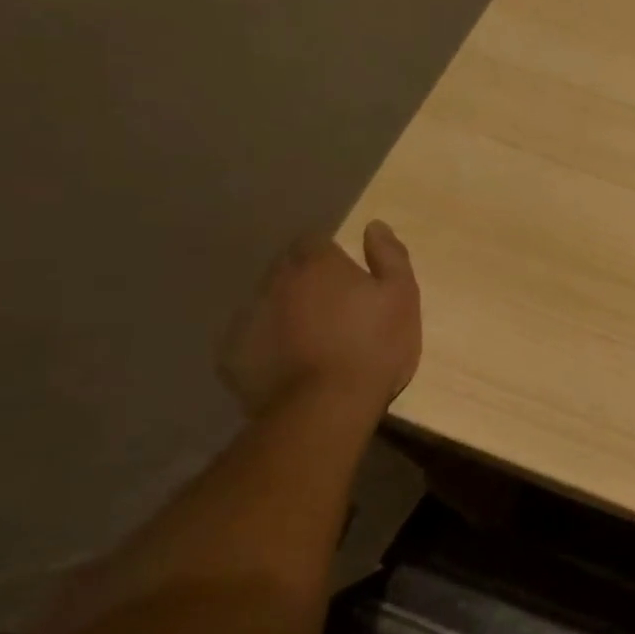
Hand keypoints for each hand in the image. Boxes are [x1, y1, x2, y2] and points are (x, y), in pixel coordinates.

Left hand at [218, 221, 421, 417]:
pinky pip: (249, 341)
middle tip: (331, 311)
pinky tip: (286, 365)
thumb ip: (390, 256)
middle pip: (287, 271)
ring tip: (308, 342)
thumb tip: (374, 226)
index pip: (315, 241)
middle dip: (304, 283)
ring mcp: (247, 317)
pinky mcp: (232, 355)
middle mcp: (274, 281)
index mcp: (316, 263)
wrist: (326, 407)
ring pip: (266, 304)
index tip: (346, 278)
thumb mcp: (402, 296)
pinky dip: (265, 347)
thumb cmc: (373, 346)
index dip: (330, 257)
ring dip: (283, 313)